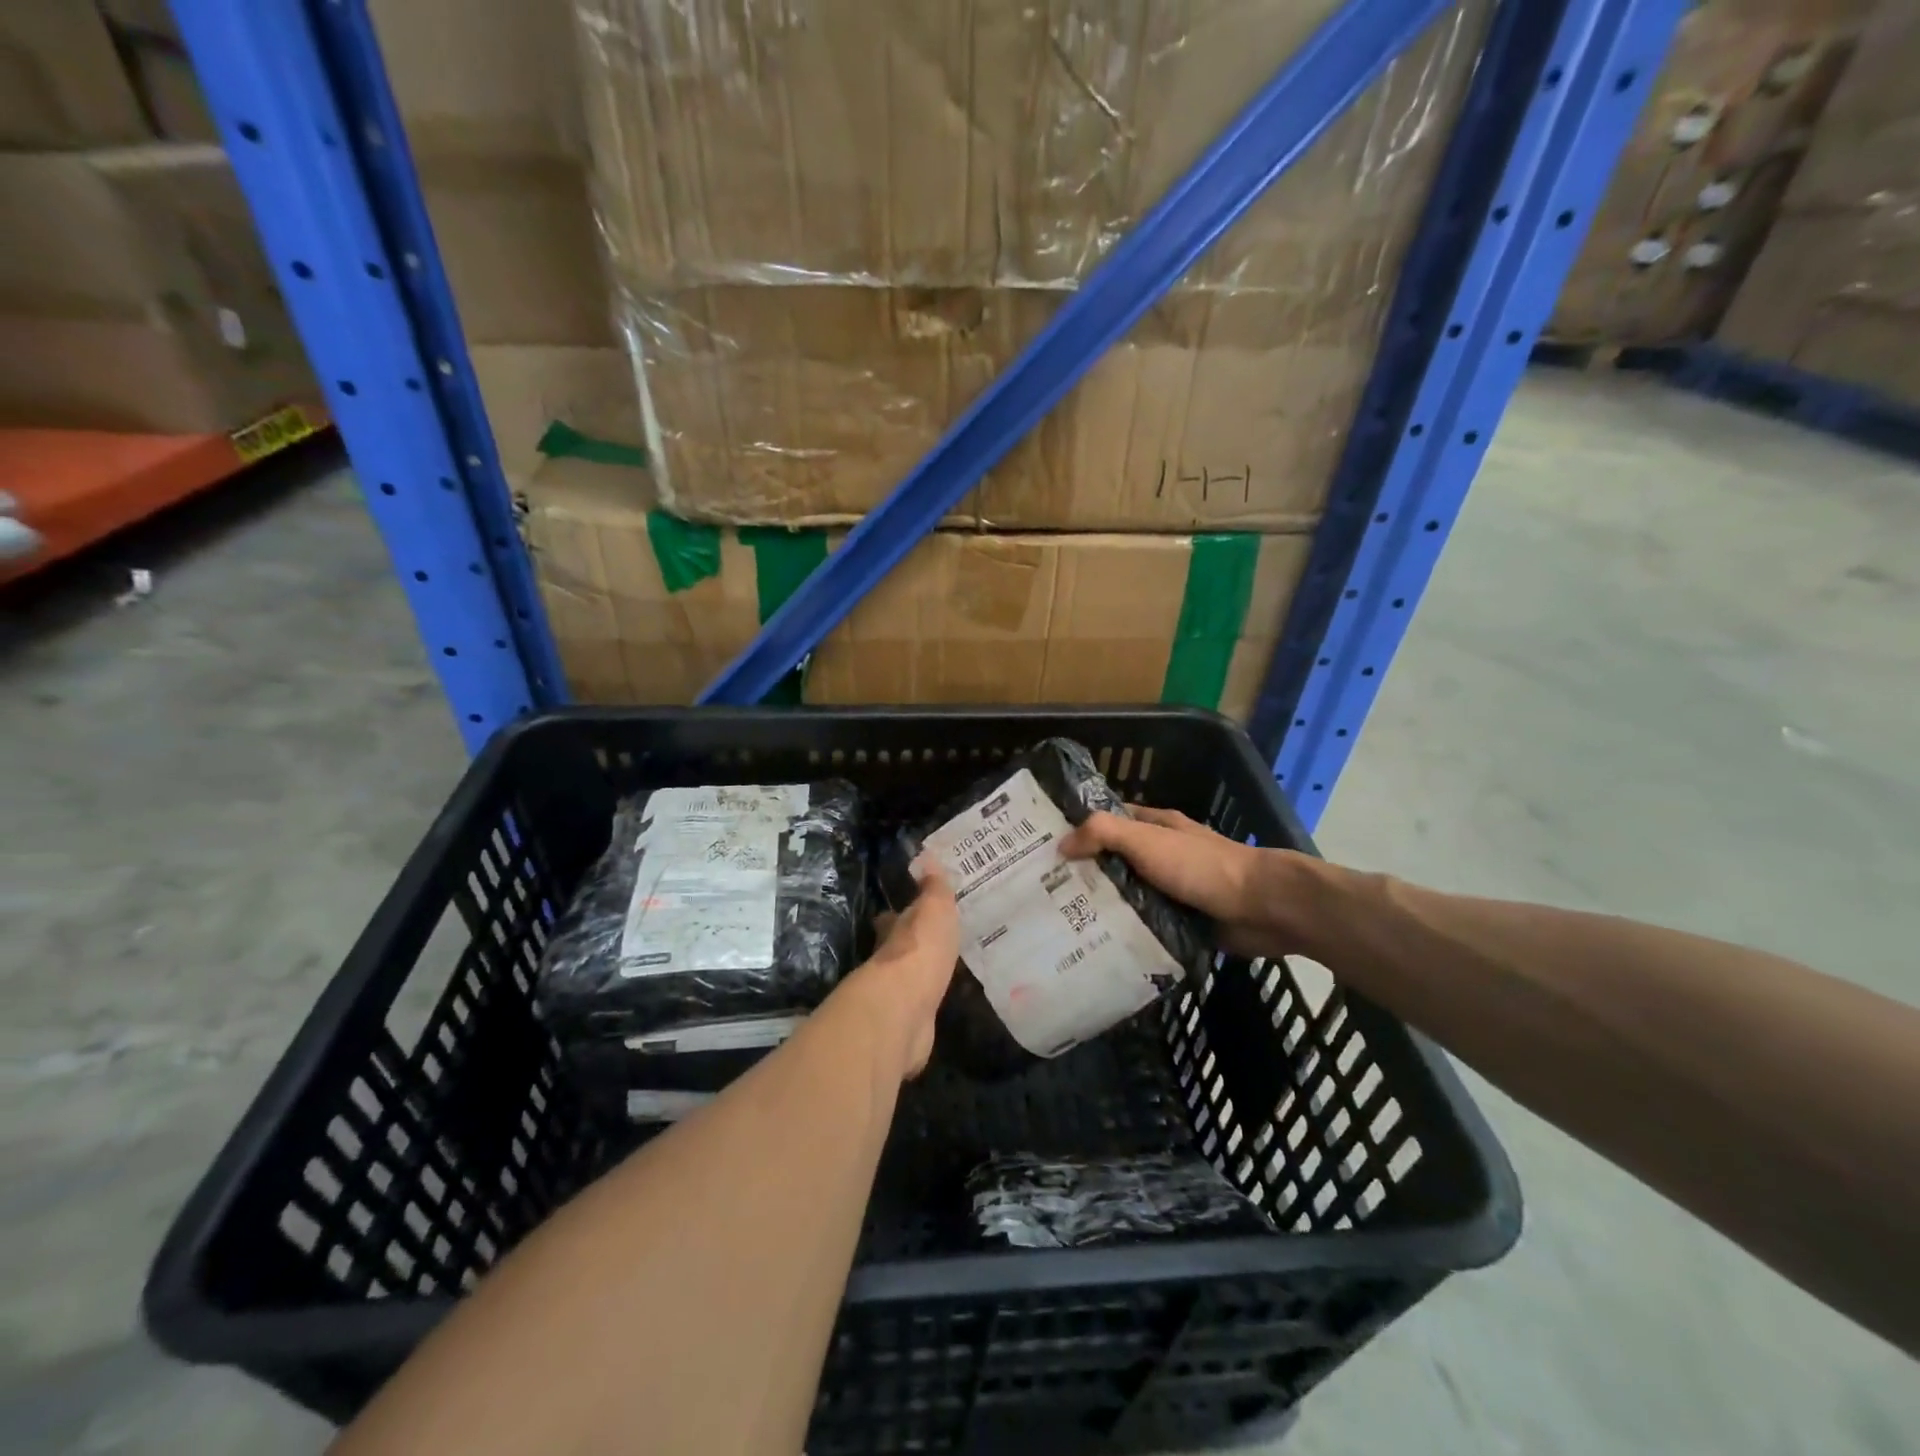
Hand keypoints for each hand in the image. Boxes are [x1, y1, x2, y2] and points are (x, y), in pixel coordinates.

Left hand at [844, 861, 959, 1078]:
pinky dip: (928, 1002)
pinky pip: (921, 1006)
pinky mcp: (909, 1023)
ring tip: (943, 969)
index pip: (894, 918)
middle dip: (910, 944)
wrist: (905, 1007)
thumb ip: (934, 887)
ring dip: (921, 973)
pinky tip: (941, 1001)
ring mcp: (898, 994)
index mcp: (895, 930)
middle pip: (899, 948)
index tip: (911, 910)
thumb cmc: (920, 949)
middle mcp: (890, 960)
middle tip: (933, 940)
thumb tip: (926, 854)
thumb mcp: (934, 909)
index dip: (901, 914)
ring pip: (910, 978)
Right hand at [1060, 807, 1307, 959]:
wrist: (1262, 907)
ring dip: (1104, 907)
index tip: (1045, 848)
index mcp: (1156, 826)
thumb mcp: (1146, 840)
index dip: (1079, 830)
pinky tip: (1098, 945)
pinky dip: (1127, 932)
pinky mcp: (1182, 921)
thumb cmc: (1201, 866)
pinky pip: (1146, 925)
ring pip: (1129, 895)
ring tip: (1061, 924)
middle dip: (1085, 874)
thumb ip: (1103, 834)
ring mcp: (1173, 889)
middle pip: (1115, 861)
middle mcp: (1161, 854)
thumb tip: (1061, 844)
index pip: (1109, 822)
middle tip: (1044, 893)